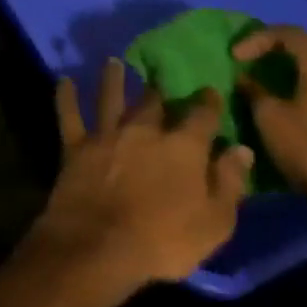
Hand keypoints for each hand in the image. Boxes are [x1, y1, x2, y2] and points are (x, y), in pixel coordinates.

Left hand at [31, 58, 253, 289]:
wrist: (100, 244)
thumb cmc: (164, 240)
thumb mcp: (214, 222)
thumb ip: (229, 182)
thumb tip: (242, 149)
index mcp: (182, 147)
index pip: (201, 116)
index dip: (208, 102)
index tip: (210, 91)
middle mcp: (144, 130)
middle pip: (153, 102)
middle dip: (158, 89)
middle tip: (158, 77)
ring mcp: (107, 134)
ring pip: (110, 98)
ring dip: (112, 79)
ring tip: (113, 62)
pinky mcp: (76, 145)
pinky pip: (69, 115)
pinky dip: (66, 97)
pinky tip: (64, 81)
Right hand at [232, 26, 306, 214]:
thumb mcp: (270, 118)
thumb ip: (254, 92)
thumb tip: (245, 79)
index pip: (289, 33)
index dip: (257, 38)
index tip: (236, 57)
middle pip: (304, 53)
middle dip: (271, 57)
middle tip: (247, 69)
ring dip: (286, 80)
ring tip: (263, 95)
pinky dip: (301, 98)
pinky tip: (288, 118)